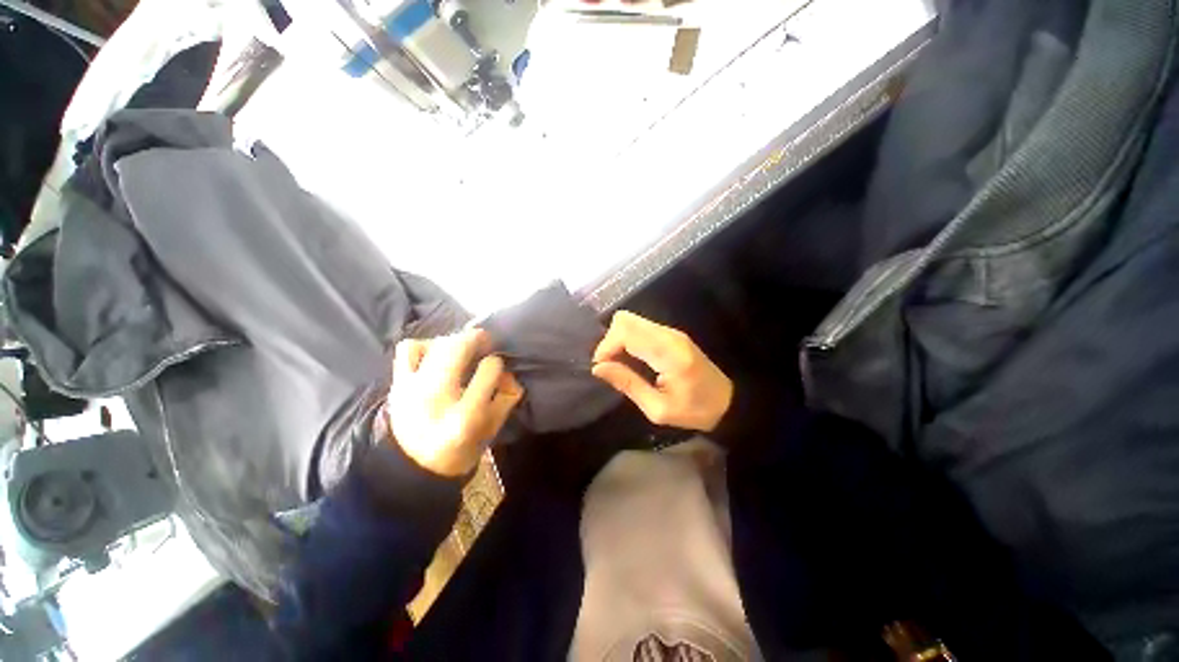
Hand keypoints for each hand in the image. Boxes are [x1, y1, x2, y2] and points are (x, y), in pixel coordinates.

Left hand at [388, 330, 523, 476]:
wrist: (412, 467)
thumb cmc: (460, 450)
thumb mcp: (493, 429)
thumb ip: (507, 397)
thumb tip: (508, 372)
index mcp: (465, 416)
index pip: (489, 369)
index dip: (498, 362)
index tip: (498, 366)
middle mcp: (436, 397)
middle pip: (458, 348)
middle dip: (477, 338)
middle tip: (486, 341)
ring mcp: (411, 389)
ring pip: (435, 344)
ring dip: (453, 340)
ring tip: (461, 349)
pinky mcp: (396, 384)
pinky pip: (408, 348)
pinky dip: (425, 345)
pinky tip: (436, 355)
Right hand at [591, 311, 732, 431]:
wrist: (727, 402)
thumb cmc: (695, 410)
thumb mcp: (658, 409)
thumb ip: (628, 384)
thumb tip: (598, 368)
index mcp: (668, 353)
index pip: (626, 332)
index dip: (606, 347)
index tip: (601, 368)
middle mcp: (669, 335)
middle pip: (625, 320)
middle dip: (609, 341)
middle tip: (609, 366)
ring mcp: (671, 332)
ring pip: (631, 321)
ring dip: (618, 339)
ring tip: (619, 364)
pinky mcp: (670, 334)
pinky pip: (640, 327)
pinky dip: (628, 339)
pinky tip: (630, 359)